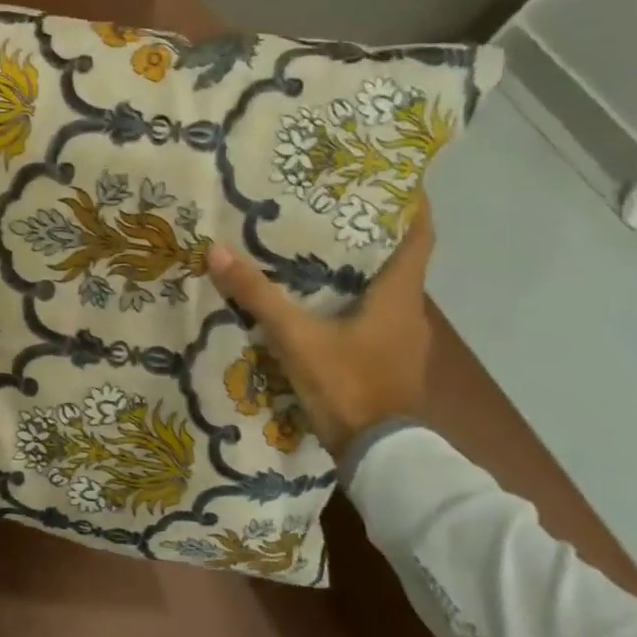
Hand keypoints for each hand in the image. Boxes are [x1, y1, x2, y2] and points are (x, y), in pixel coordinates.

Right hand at [206, 199, 437, 456]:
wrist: (379, 457)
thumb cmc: (346, 384)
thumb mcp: (295, 337)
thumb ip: (257, 295)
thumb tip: (217, 250)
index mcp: (398, 295)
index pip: (420, 236)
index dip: (410, 205)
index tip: (388, 179)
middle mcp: (409, 312)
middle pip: (397, 260)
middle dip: (368, 234)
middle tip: (329, 209)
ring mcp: (403, 341)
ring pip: (384, 291)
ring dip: (359, 271)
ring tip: (317, 251)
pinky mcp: (391, 363)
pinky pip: (374, 318)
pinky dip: (353, 302)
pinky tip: (320, 304)